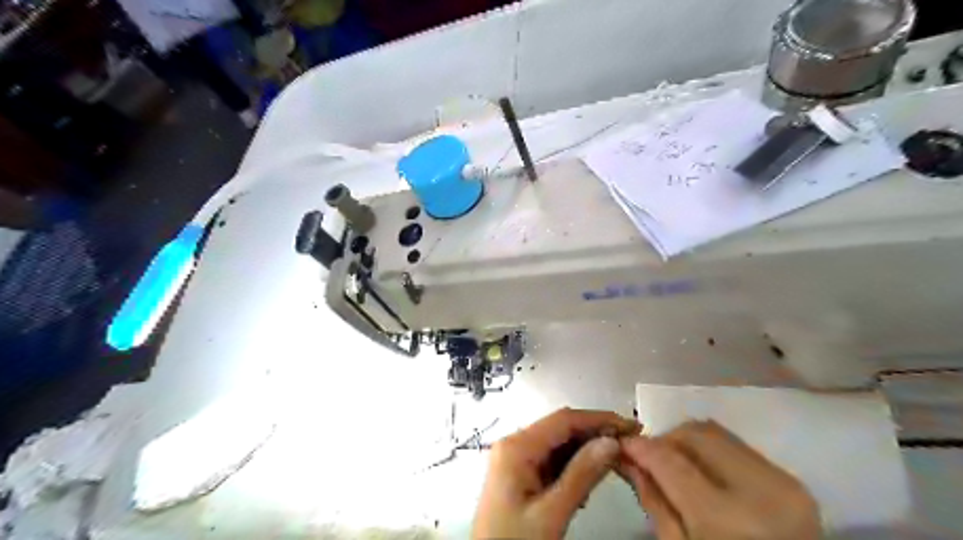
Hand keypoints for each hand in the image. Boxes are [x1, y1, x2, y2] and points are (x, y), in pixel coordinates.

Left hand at [473, 409, 636, 539]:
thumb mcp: (550, 513)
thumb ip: (581, 476)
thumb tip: (611, 443)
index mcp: (516, 447)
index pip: (563, 420)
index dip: (598, 419)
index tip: (630, 426)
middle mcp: (513, 446)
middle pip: (560, 429)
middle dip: (594, 434)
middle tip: (628, 443)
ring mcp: (515, 460)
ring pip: (558, 444)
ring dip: (586, 451)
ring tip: (616, 461)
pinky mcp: (520, 476)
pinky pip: (551, 461)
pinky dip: (573, 467)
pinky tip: (590, 480)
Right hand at [620, 423, 815, 538]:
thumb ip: (653, 500)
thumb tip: (628, 458)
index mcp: (729, 519)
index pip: (671, 461)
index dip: (640, 447)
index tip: (621, 444)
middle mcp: (762, 490)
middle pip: (695, 433)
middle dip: (665, 439)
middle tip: (648, 457)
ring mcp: (784, 482)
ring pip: (715, 432)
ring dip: (686, 442)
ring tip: (673, 464)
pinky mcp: (792, 481)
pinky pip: (737, 446)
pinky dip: (709, 451)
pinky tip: (701, 471)